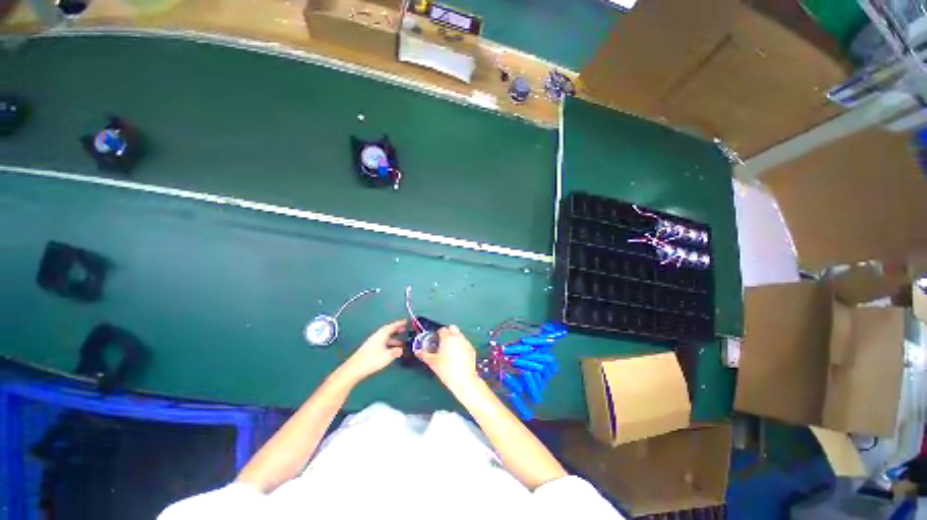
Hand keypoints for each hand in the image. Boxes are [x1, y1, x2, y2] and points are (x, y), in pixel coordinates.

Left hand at [340, 320, 406, 382]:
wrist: (354, 368)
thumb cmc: (372, 360)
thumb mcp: (387, 356)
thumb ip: (396, 352)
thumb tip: (402, 350)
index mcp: (381, 334)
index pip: (393, 326)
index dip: (400, 323)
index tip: (407, 321)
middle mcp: (377, 336)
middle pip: (389, 330)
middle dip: (398, 330)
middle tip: (406, 330)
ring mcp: (373, 342)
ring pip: (386, 337)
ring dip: (395, 338)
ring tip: (403, 342)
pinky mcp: (371, 348)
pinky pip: (384, 342)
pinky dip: (390, 343)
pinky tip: (393, 349)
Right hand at [416, 325, 480, 393]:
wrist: (463, 380)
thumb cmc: (446, 370)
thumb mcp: (432, 362)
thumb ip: (424, 355)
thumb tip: (418, 352)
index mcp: (447, 338)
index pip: (442, 329)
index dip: (438, 333)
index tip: (436, 338)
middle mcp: (458, 337)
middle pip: (452, 328)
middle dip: (448, 331)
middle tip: (443, 341)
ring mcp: (466, 342)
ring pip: (459, 335)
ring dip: (455, 338)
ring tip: (450, 349)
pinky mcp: (471, 349)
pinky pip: (465, 343)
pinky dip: (461, 345)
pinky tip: (457, 355)